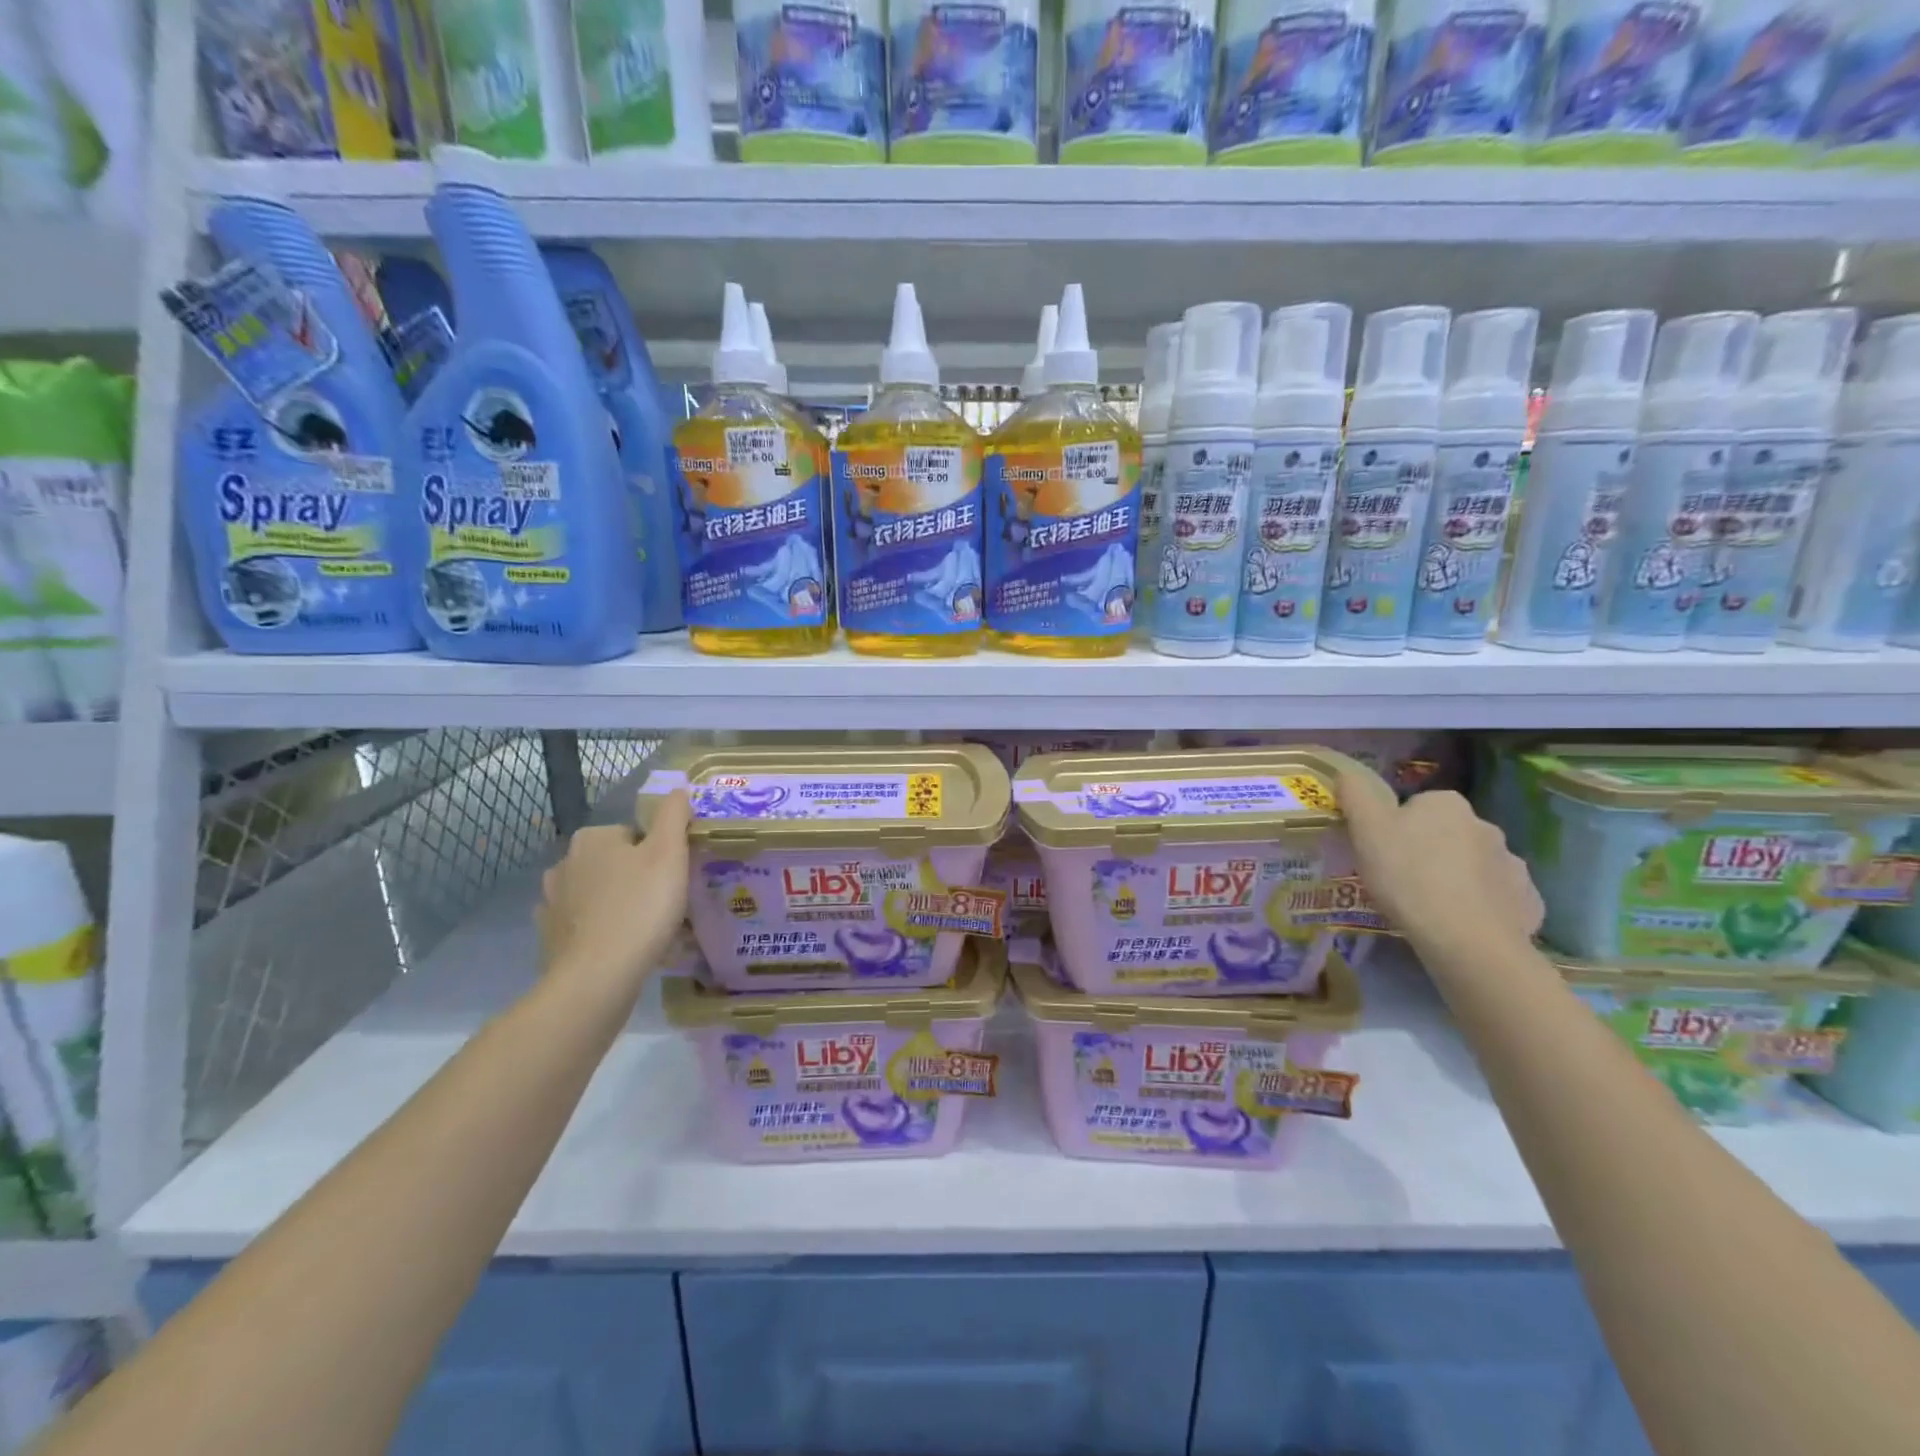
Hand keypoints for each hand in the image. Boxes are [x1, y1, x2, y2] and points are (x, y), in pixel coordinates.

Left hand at [535, 789, 690, 1003]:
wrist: (597, 976)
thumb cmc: (640, 906)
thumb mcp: (670, 853)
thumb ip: (674, 815)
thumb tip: (677, 789)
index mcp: (592, 838)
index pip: (634, 835)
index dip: (659, 854)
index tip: (673, 878)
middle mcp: (564, 863)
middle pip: (615, 863)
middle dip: (636, 878)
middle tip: (664, 903)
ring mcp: (551, 902)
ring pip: (597, 893)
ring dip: (617, 903)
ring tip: (645, 928)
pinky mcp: (549, 937)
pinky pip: (582, 924)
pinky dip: (599, 930)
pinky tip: (620, 946)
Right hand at [1336, 764, 1543, 957]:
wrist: (1465, 937)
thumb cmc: (1407, 874)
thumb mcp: (1365, 828)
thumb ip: (1355, 794)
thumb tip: (1348, 773)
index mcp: (1446, 803)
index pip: (1415, 807)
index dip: (1394, 829)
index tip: (1382, 854)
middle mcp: (1485, 825)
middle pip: (1446, 834)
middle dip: (1429, 851)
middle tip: (1402, 882)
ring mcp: (1512, 864)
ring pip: (1474, 865)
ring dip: (1457, 878)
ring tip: (1432, 908)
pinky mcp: (1527, 901)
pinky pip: (1497, 897)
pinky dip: (1481, 905)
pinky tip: (1462, 924)